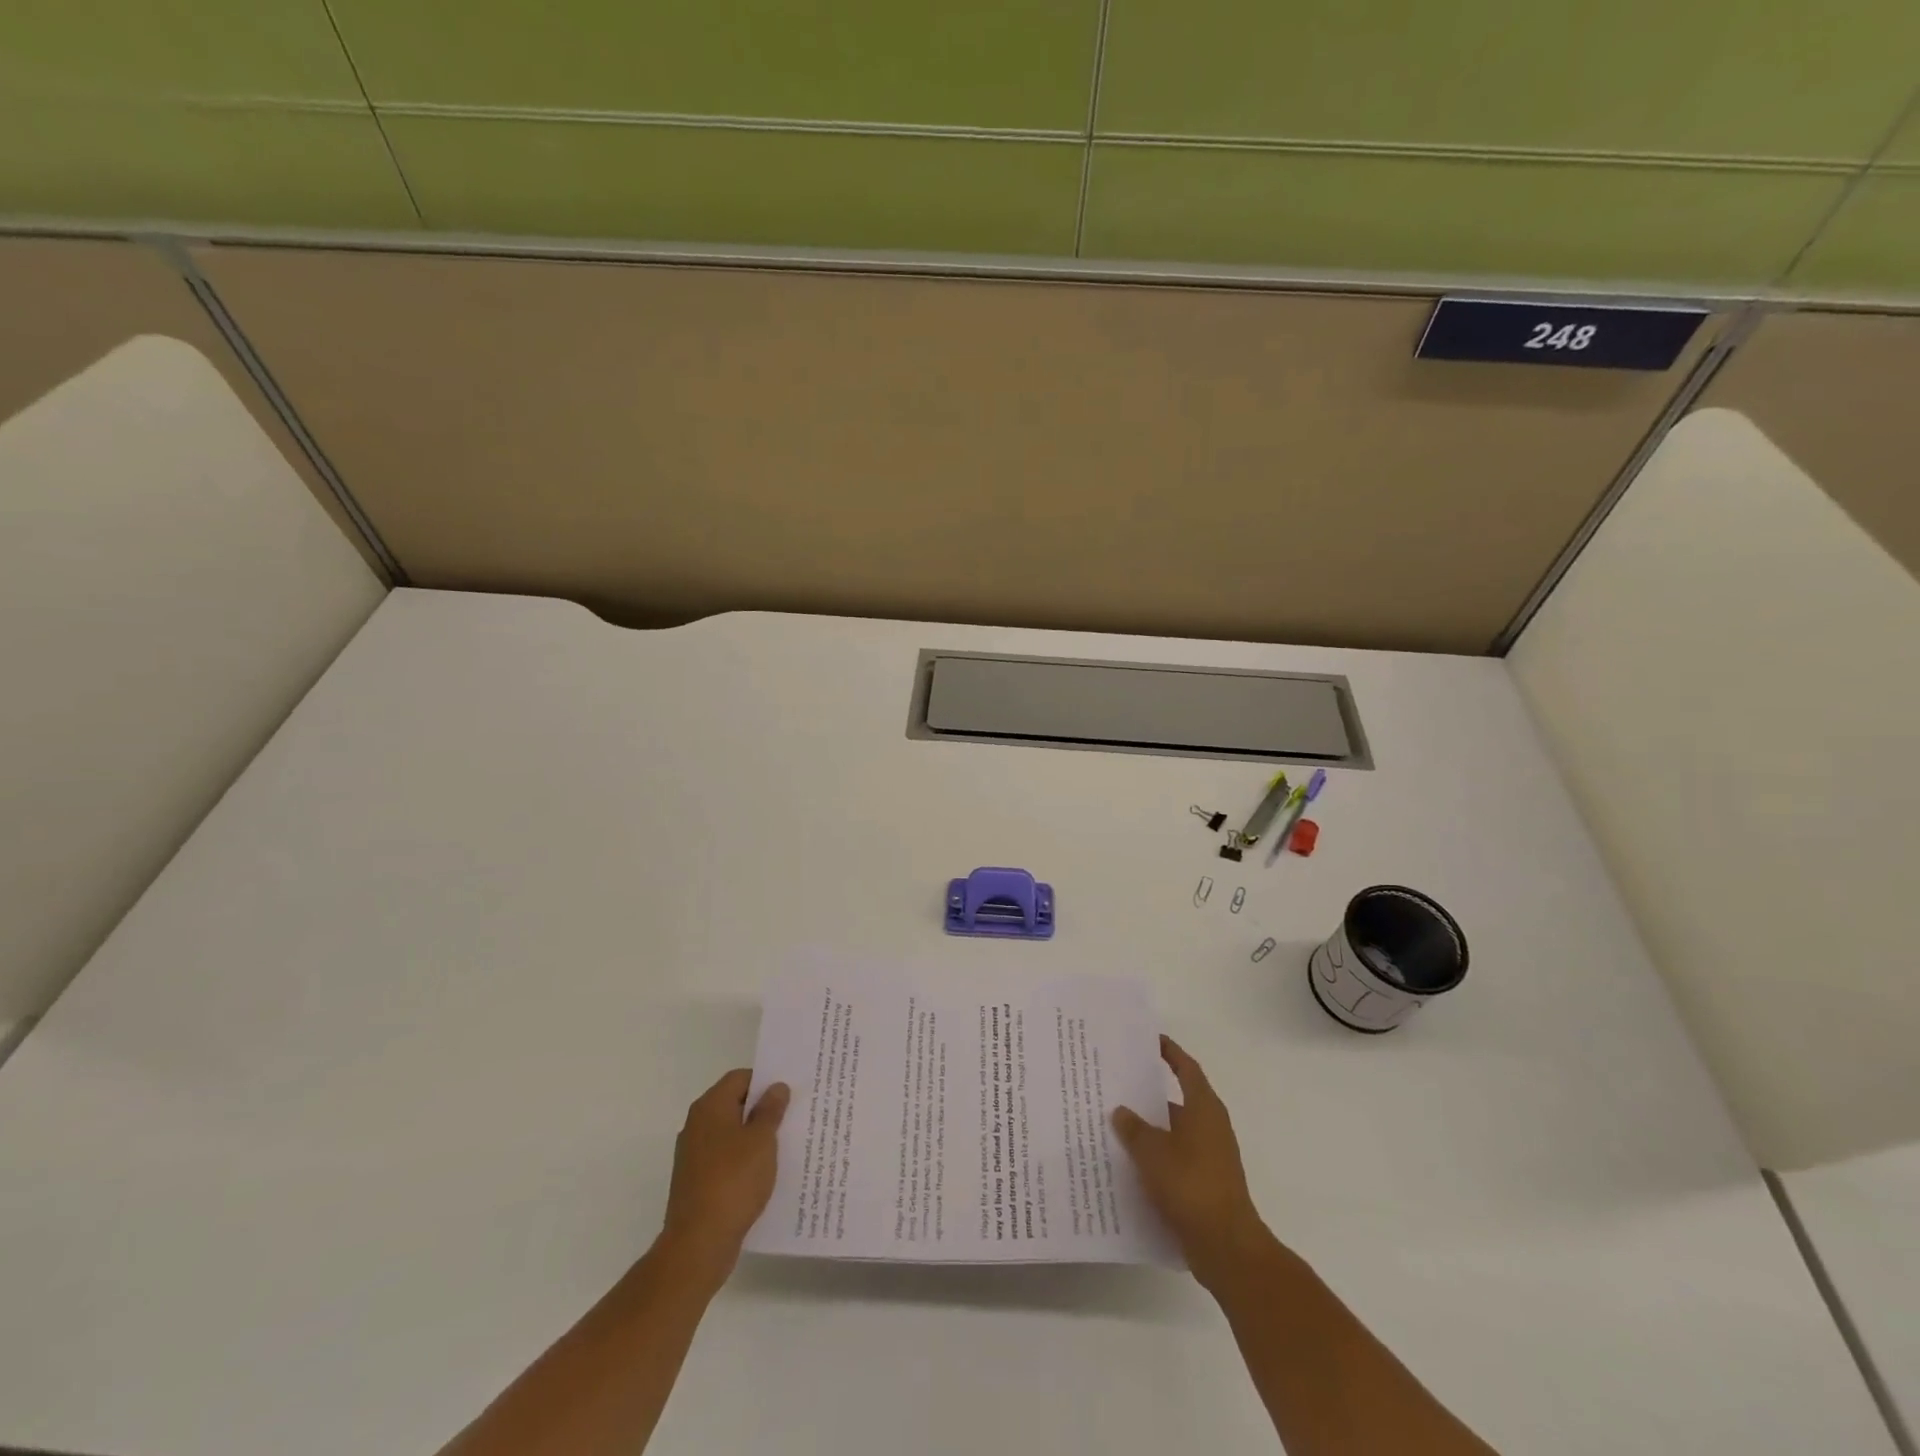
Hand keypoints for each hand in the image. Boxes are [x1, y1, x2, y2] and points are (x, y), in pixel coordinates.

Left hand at [661, 1069, 788, 1274]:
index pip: (740, 1078)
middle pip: (734, 1105)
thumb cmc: (733, 1181)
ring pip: (730, 1134)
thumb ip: (770, 1110)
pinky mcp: (696, 1182)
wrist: (698, 1244)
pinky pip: (725, 1159)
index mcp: (710, 1107)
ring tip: (784, 1145)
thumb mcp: (761, 1140)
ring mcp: (694, 1155)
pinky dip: (743, 1161)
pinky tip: (764, 1173)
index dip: (765, 1081)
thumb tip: (776, 1087)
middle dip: (762, 1110)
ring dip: (754, 1137)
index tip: (789, 1093)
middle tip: (792, 1116)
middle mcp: (697, 1125)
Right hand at [1113, 1036, 1266, 1290]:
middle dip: (1149, 1093)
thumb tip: (1120, 1111)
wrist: (1226, 1247)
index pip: (1186, 1068)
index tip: (1150, 1040)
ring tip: (1115, 1124)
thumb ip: (1134, 1129)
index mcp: (1204, 1108)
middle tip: (1117, 1084)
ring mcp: (1210, 1157)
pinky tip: (1129, 1163)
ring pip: (1174, 1132)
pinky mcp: (1205, 1184)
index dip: (1170, 1052)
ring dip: (1149, 1129)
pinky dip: (1155, 1157)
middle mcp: (1210, 1127)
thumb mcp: (1153, 1152)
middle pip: (1177, 1100)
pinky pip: (1175, 1159)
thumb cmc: (1191, 1186)